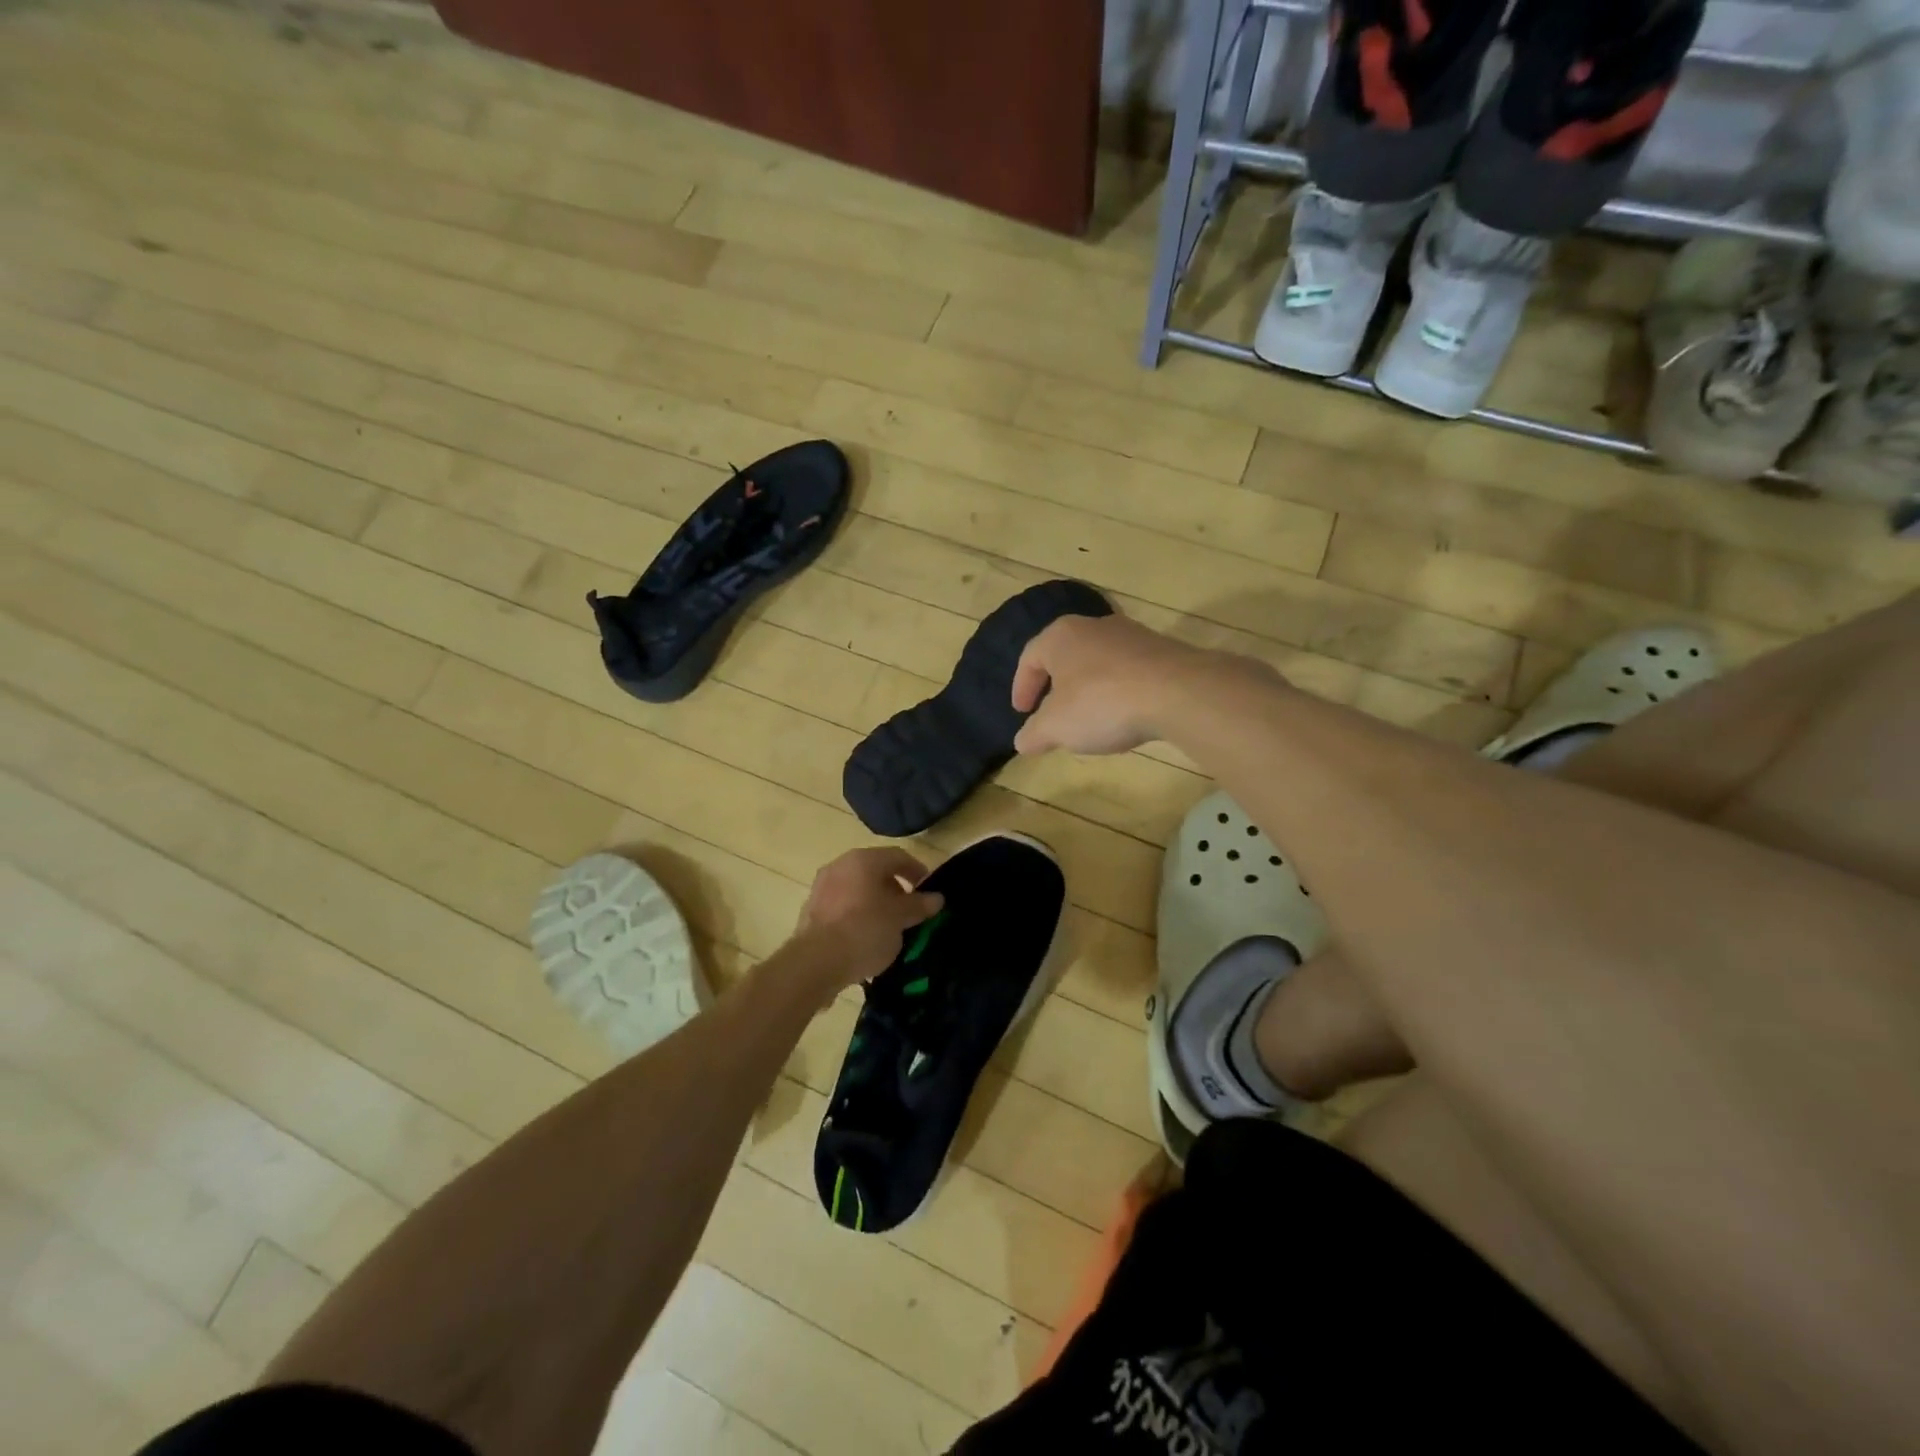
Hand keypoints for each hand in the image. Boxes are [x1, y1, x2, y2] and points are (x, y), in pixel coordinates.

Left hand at [795, 848, 944, 987]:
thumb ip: (919, 905)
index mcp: (863, 860)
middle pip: (876, 871)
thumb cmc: (864, 931)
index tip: (929, 891)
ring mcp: (822, 888)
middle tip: (910, 912)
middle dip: (896, 890)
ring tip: (889, 928)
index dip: (917, 871)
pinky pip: (842, 907)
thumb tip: (936, 898)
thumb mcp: (899, 919)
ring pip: (857, 890)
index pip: (898, 856)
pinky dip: (857, 916)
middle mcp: (840, 866)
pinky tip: (865, 939)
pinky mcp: (811, 911)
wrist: (815, 963)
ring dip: (876, 904)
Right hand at [1011, 613, 1212, 756]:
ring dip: (1088, 689)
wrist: (1177, 692)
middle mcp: (1094, 626)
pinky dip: (1118, 691)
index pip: (1030, 657)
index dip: (1022, 687)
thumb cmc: (1101, 703)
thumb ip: (1034, 734)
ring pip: (1098, 662)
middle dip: (1055, 687)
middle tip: (1052, 714)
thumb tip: (1022, 741)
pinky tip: (1124, 716)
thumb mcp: (1056, 727)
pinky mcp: (1161, 650)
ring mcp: (1131, 635)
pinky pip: (1128, 671)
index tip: (1022, 712)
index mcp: (1060, 636)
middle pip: (1065, 656)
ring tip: (1089, 719)